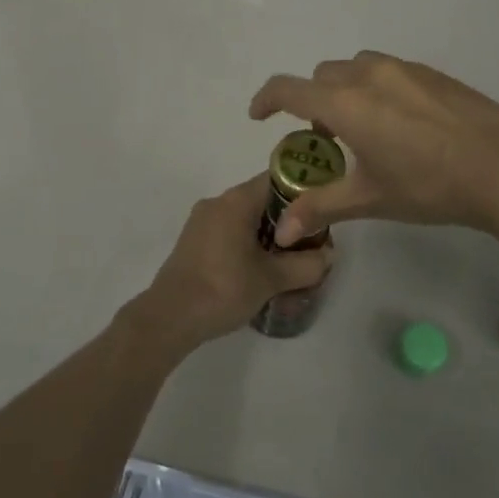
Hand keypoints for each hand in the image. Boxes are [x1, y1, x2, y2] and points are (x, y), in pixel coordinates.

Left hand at [126, 175, 334, 351]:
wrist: (170, 317)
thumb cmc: (223, 289)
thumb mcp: (272, 279)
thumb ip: (306, 265)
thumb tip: (328, 255)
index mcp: (237, 200)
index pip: (278, 180)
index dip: (302, 193)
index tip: (319, 215)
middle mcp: (218, 201)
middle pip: (262, 199)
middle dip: (287, 220)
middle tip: (308, 245)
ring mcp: (202, 220)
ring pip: (245, 218)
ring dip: (267, 235)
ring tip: (286, 262)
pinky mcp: (194, 240)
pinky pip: (229, 231)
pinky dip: (247, 243)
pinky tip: (258, 271)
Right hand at [249, 51, 498, 243]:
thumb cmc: (429, 185)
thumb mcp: (370, 198)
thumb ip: (321, 208)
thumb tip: (281, 232)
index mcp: (345, 103)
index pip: (288, 89)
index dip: (266, 100)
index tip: (260, 117)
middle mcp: (368, 75)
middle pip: (321, 76)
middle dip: (312, 102)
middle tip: (327, 140)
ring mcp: (403, 69)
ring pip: (356, 68)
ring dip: (345, 91)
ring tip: (366, 129)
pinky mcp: (431, 72)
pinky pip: (388, 71)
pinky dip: (377, 88)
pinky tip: (404, 124)